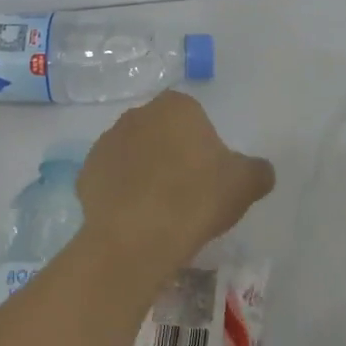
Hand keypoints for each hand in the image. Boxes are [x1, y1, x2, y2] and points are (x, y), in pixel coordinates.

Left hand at [77, 92, 274, 282]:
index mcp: (176, 106)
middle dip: (172, 156)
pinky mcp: (86, 173)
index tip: (210, 178)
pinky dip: (122, 194)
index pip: (195, 119)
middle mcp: (137, 115)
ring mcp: (106, 142)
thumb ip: (258, 170)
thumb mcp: (245, 184)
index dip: (204, 148)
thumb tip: (259, 170)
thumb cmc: (196, 199)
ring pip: (135, 155)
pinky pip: (112, 180)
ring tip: (160, 211)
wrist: (136, 238)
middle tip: (188, 195)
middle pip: (162, 134)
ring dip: (145, 174)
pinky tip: (135, 219)